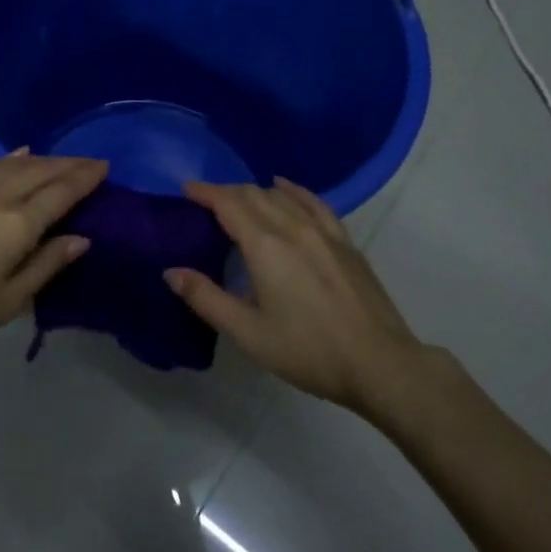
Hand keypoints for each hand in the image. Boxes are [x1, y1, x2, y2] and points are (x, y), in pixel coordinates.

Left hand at [0, 151, 107, 362]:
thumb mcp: (6, 301)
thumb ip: (46, 265)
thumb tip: (81, 238)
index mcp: (18, 224)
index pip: (61, 192)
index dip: (85, 178)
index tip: (105, 167)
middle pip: (41, 171)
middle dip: (69, 164)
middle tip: (90, 161)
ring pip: (15, 162)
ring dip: (43, 158)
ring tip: (60, 159)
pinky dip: (10, 157)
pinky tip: (17, 154)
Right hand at [165, 178, 422, 411]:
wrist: (379, 363)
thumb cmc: (308, 351)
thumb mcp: (248, 333)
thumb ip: (206, 298)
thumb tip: (172, 272)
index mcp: (265, 246)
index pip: (229, 204)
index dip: (205, 192)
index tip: (186, 188)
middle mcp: (293, 227)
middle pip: (254, 195)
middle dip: (226, 192)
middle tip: (205, 201)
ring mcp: (323, 231)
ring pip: (282, 196)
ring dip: (255, 192)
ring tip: (239, 199)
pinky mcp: (344, 241)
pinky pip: (314, 203)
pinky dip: (293, 191)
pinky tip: (285, 189)